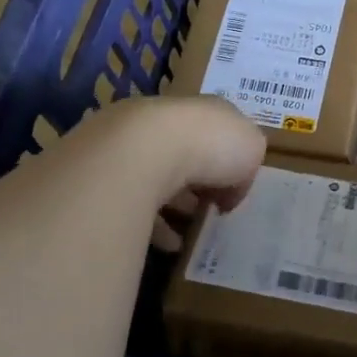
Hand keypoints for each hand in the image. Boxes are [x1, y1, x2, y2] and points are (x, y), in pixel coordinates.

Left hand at [41, 95, 265, 251]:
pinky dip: (151, 226)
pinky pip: (132, 205)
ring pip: (155, 177)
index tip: (233, 187)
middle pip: (182, 152)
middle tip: (210, 209)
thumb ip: (248, 160)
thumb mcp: (251, 147)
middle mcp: (163, 122)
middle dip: (196, 181)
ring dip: (173, 205)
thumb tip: (232, 186)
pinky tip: (168, 246)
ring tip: (190, 234)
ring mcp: (129, 147)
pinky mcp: (104, 178)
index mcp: (200, 110)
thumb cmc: (208, 143)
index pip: (215, 130)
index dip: (228, 158)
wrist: (142, 151)